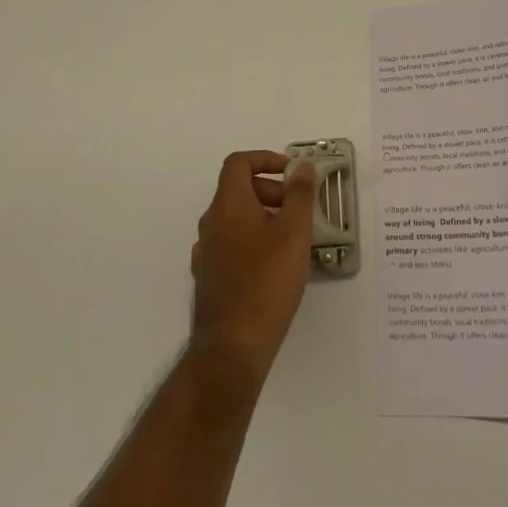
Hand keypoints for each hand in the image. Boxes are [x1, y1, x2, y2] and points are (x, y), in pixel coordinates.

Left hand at [190, 151, 317, 384]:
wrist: (231, 347)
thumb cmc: (266, 282)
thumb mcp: (293, 232)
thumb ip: (299, 194)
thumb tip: (300, 166)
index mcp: (228, 205)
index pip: (239, 163)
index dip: (265, 159)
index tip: (291, 173)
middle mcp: (211, 223)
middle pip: (238, 190)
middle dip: (270, 191)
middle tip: (299, 209)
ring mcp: (207, 253)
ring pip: (236, 220)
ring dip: (264, 218)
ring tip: (293, 240)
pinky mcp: (209, 279)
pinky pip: (233, 245)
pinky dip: (254, 242)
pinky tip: (275, 267)